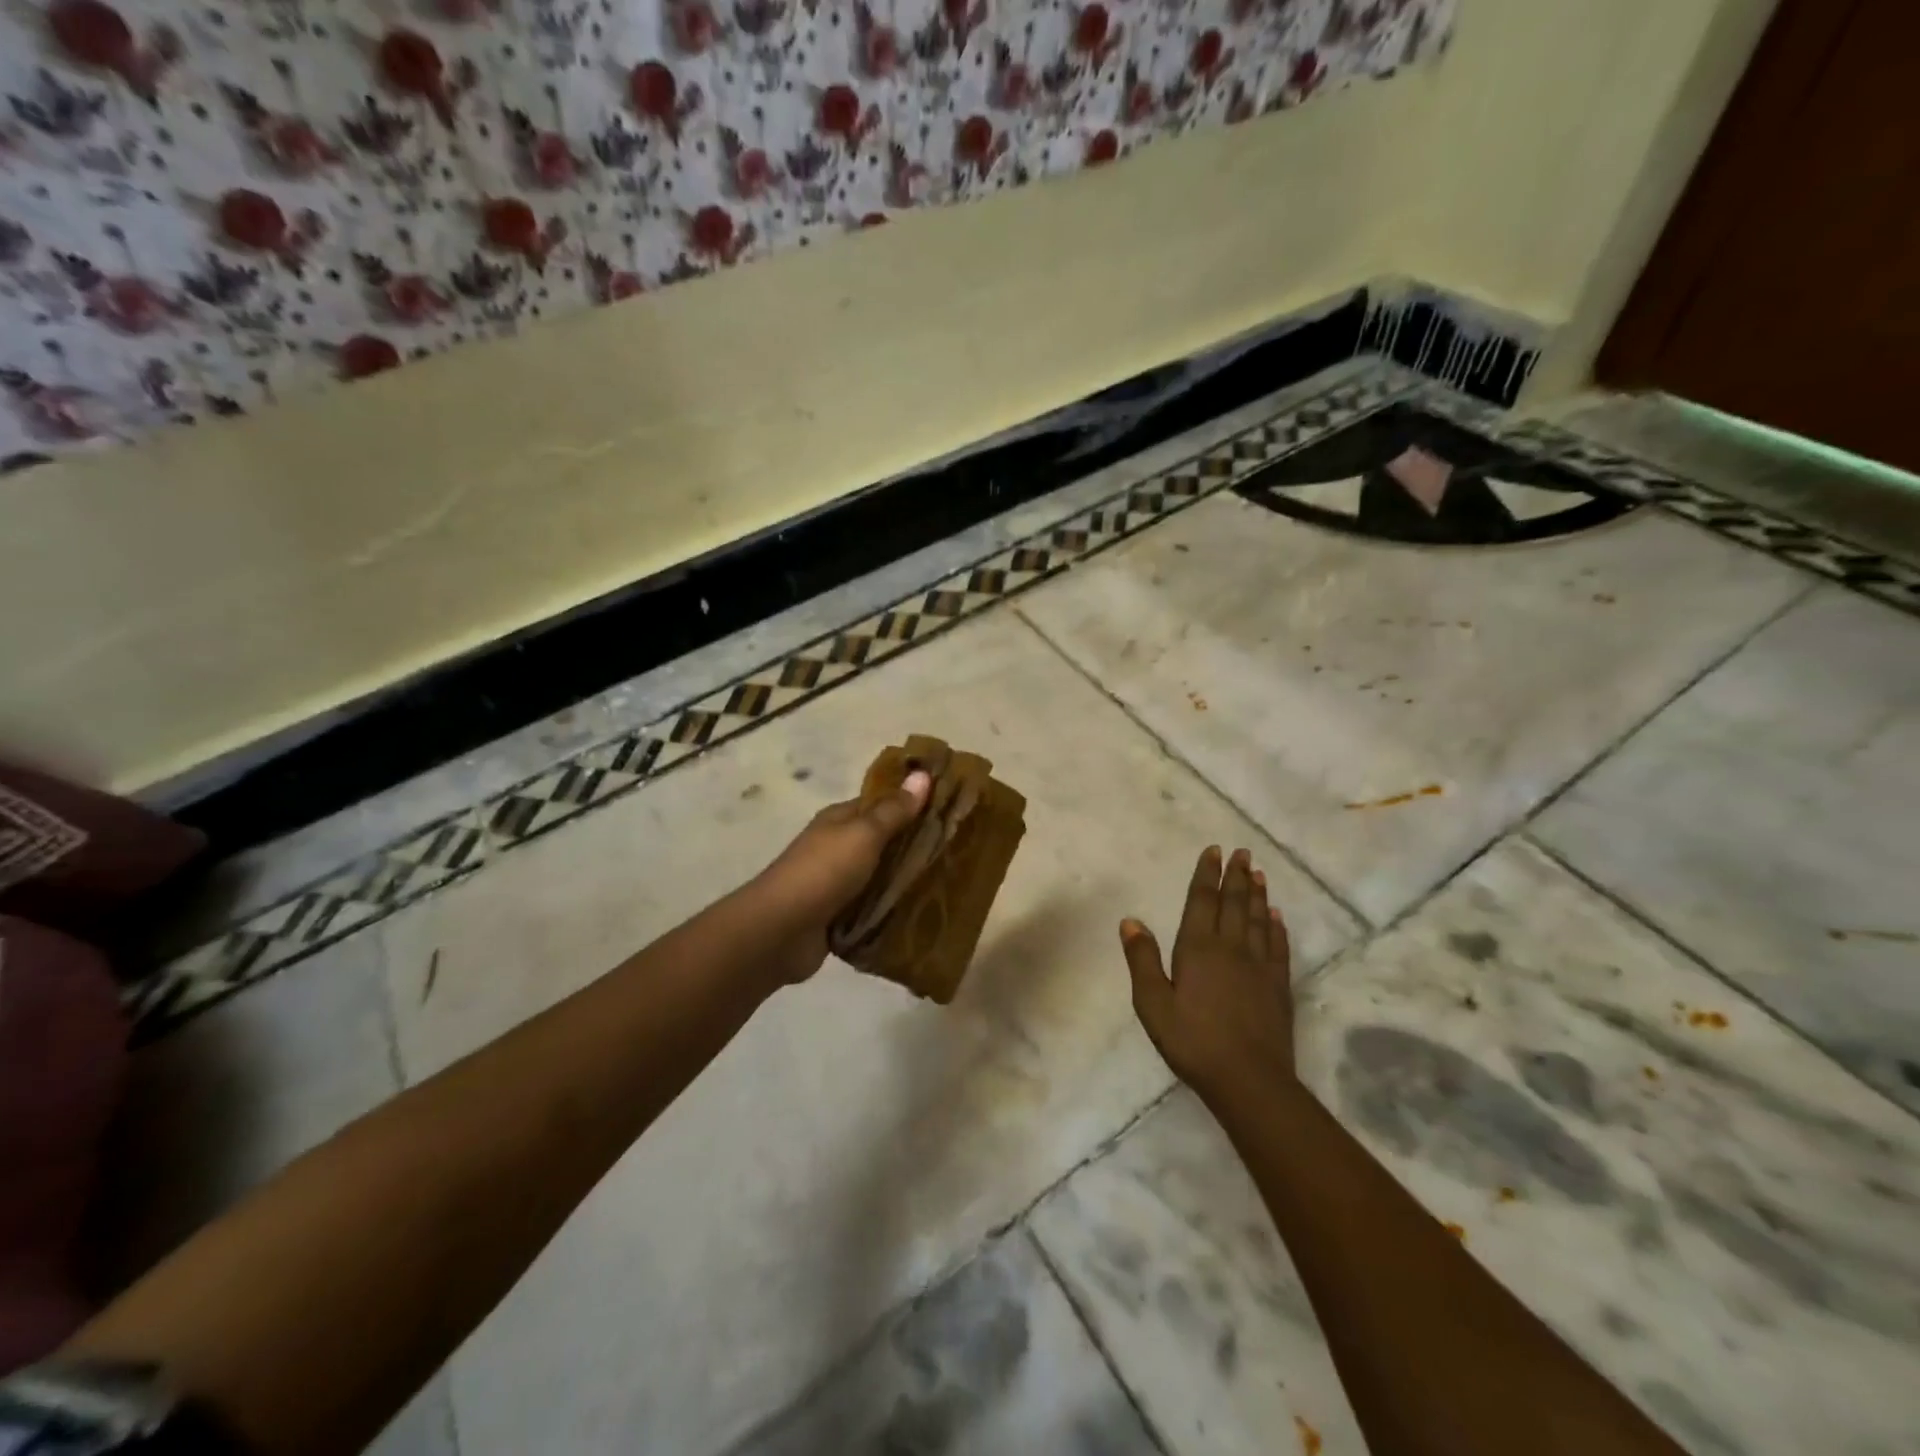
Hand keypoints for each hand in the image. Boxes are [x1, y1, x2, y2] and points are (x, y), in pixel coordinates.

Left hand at [746, 769, 931, 983]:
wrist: (780, 931)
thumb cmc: (824, 872)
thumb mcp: (864, 834)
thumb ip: (894, 810)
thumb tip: (923, 774)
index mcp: (840, 820)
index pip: (883, 803)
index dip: (914, 803)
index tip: (952, 808)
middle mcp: (838, 847)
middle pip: (884, 841)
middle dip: (916, 845)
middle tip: (960, 849)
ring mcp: (837, 883)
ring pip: (881, 876)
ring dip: (907, 880)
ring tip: (950, 882)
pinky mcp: (839, 916)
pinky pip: (873, 908)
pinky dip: (892, 910)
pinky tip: (922, 913)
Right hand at [1120, 846, 1294, 1105]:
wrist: (1249, 1080)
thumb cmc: (1192, 1041)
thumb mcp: (1153, 1004)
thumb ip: (1143, 959)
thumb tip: (1130, 921)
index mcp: (1198, 948)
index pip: (1202, 901)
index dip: (1207, 874)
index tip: (1214, 851)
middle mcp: (1231, 948)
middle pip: (1234, 903)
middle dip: (1235, 876)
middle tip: (1242, 852)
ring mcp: (1259, 966)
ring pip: (1258, 919)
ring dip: (1257, 894)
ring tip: (1258, 873)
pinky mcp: (1278, 986)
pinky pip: (1278, 946)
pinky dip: (1277, 927)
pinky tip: (1277, 916)